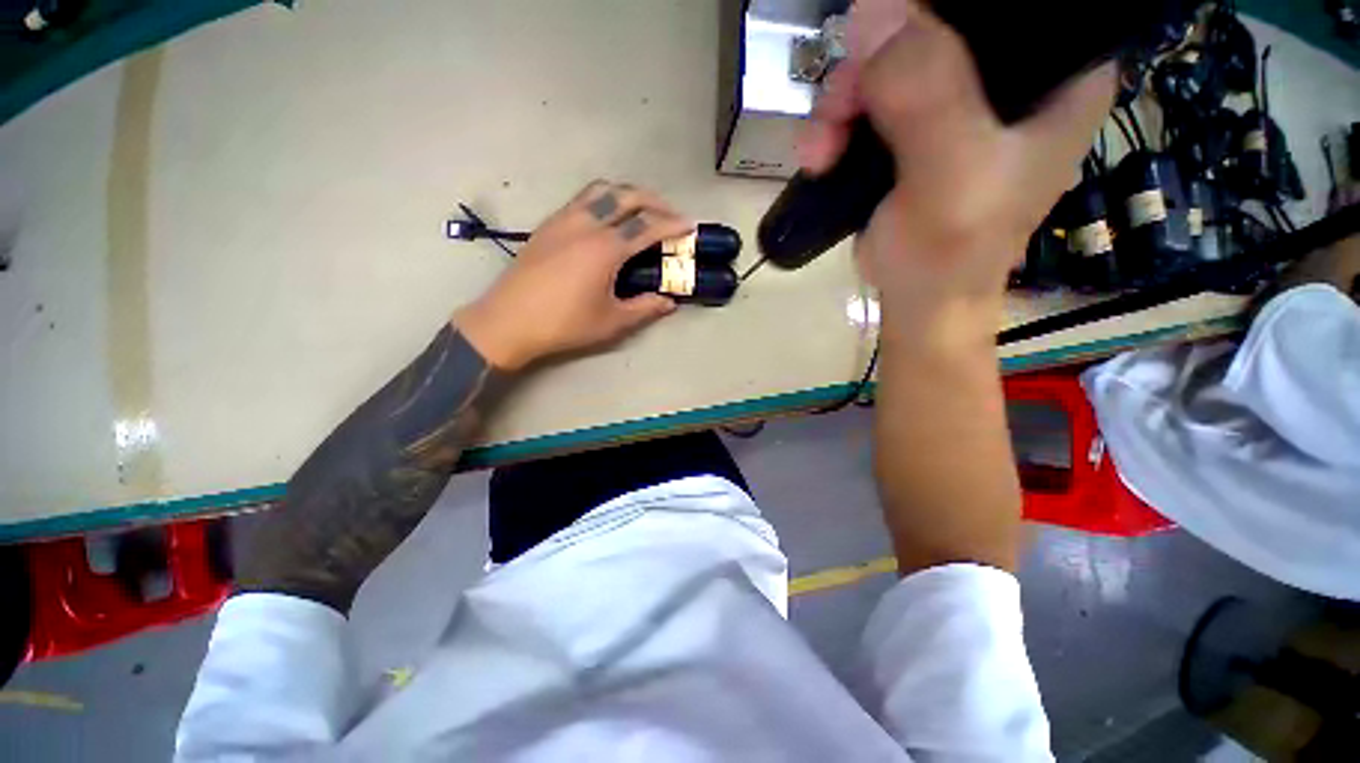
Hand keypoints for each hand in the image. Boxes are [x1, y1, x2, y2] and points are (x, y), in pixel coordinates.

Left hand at [454, 182, 692, 369]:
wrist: (508, 322)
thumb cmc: (565, 325)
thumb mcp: (612, 322)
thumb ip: (645, 308)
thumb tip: (668, 302)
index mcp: (605, 249)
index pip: (647, 226)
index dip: (672, 224)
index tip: (689, 225)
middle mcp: (586, 224)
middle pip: (626, 196)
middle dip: (654, 200)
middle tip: (670, 214)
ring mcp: (563, 220)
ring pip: (601, 190)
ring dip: (627, 193)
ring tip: (641, 210)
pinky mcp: (548, 225)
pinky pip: (582, 200)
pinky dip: (604, 199)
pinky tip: (607, 219)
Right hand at [801, 0, 1114, 336]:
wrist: (918, 301)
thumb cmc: (951, 252)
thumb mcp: (950, 174)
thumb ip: (926, 94)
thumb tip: (873, 10)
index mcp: (1057, 71)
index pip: (1007, 0)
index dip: (943, 6)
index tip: (891, 34)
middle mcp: (1010, 75)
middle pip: (934, 23)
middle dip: (873, 63)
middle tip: (841, 110)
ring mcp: (955, 101)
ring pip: (888, 60)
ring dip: (841, 102)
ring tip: (821, 150)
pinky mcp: (911, 129)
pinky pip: (866, 99)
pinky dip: (835, 124)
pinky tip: (821, 155)